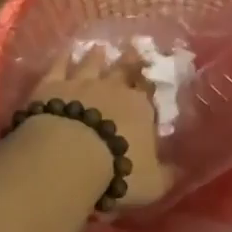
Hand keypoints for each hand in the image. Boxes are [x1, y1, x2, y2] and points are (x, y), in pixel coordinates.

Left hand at [28, 51, 171, 208]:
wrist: (69, 158)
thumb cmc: (118, 172)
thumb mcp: (153, 184)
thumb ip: (167, 174)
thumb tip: (179, 169)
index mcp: (140, 108)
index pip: (148, 92)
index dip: (150, 84)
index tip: (151, 75)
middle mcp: (113, 88)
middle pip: (123, 69)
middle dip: (129, 60)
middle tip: (132, 48)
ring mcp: (81, 83)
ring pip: (91, 63)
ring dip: (96, 56)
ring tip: (99, 47)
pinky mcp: (52, 85)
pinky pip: (59, 66)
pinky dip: (63, 59)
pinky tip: (65, 53)